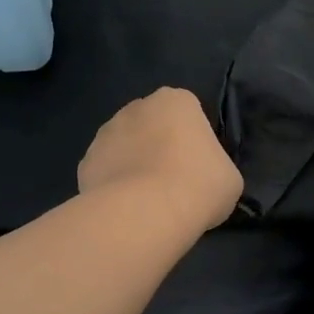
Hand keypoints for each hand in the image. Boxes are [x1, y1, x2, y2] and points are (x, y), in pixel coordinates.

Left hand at [79, 88, 243, 236]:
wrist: (144, 213)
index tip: (198, 167)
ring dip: (133, 164)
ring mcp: (106, 133)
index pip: (188, 113)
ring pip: (124, 146)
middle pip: (152, 124)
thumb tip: (202, 178)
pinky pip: (105, 171)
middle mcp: (137, 107)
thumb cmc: (198, 186)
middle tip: (172, 182)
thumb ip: (215, 166)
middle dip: (158, 146)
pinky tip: (124, 209)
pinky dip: (112, 186)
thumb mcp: (228, 178)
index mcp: (176, 100)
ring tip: (146, 200)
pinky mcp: (85, 162)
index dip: (194, 141)